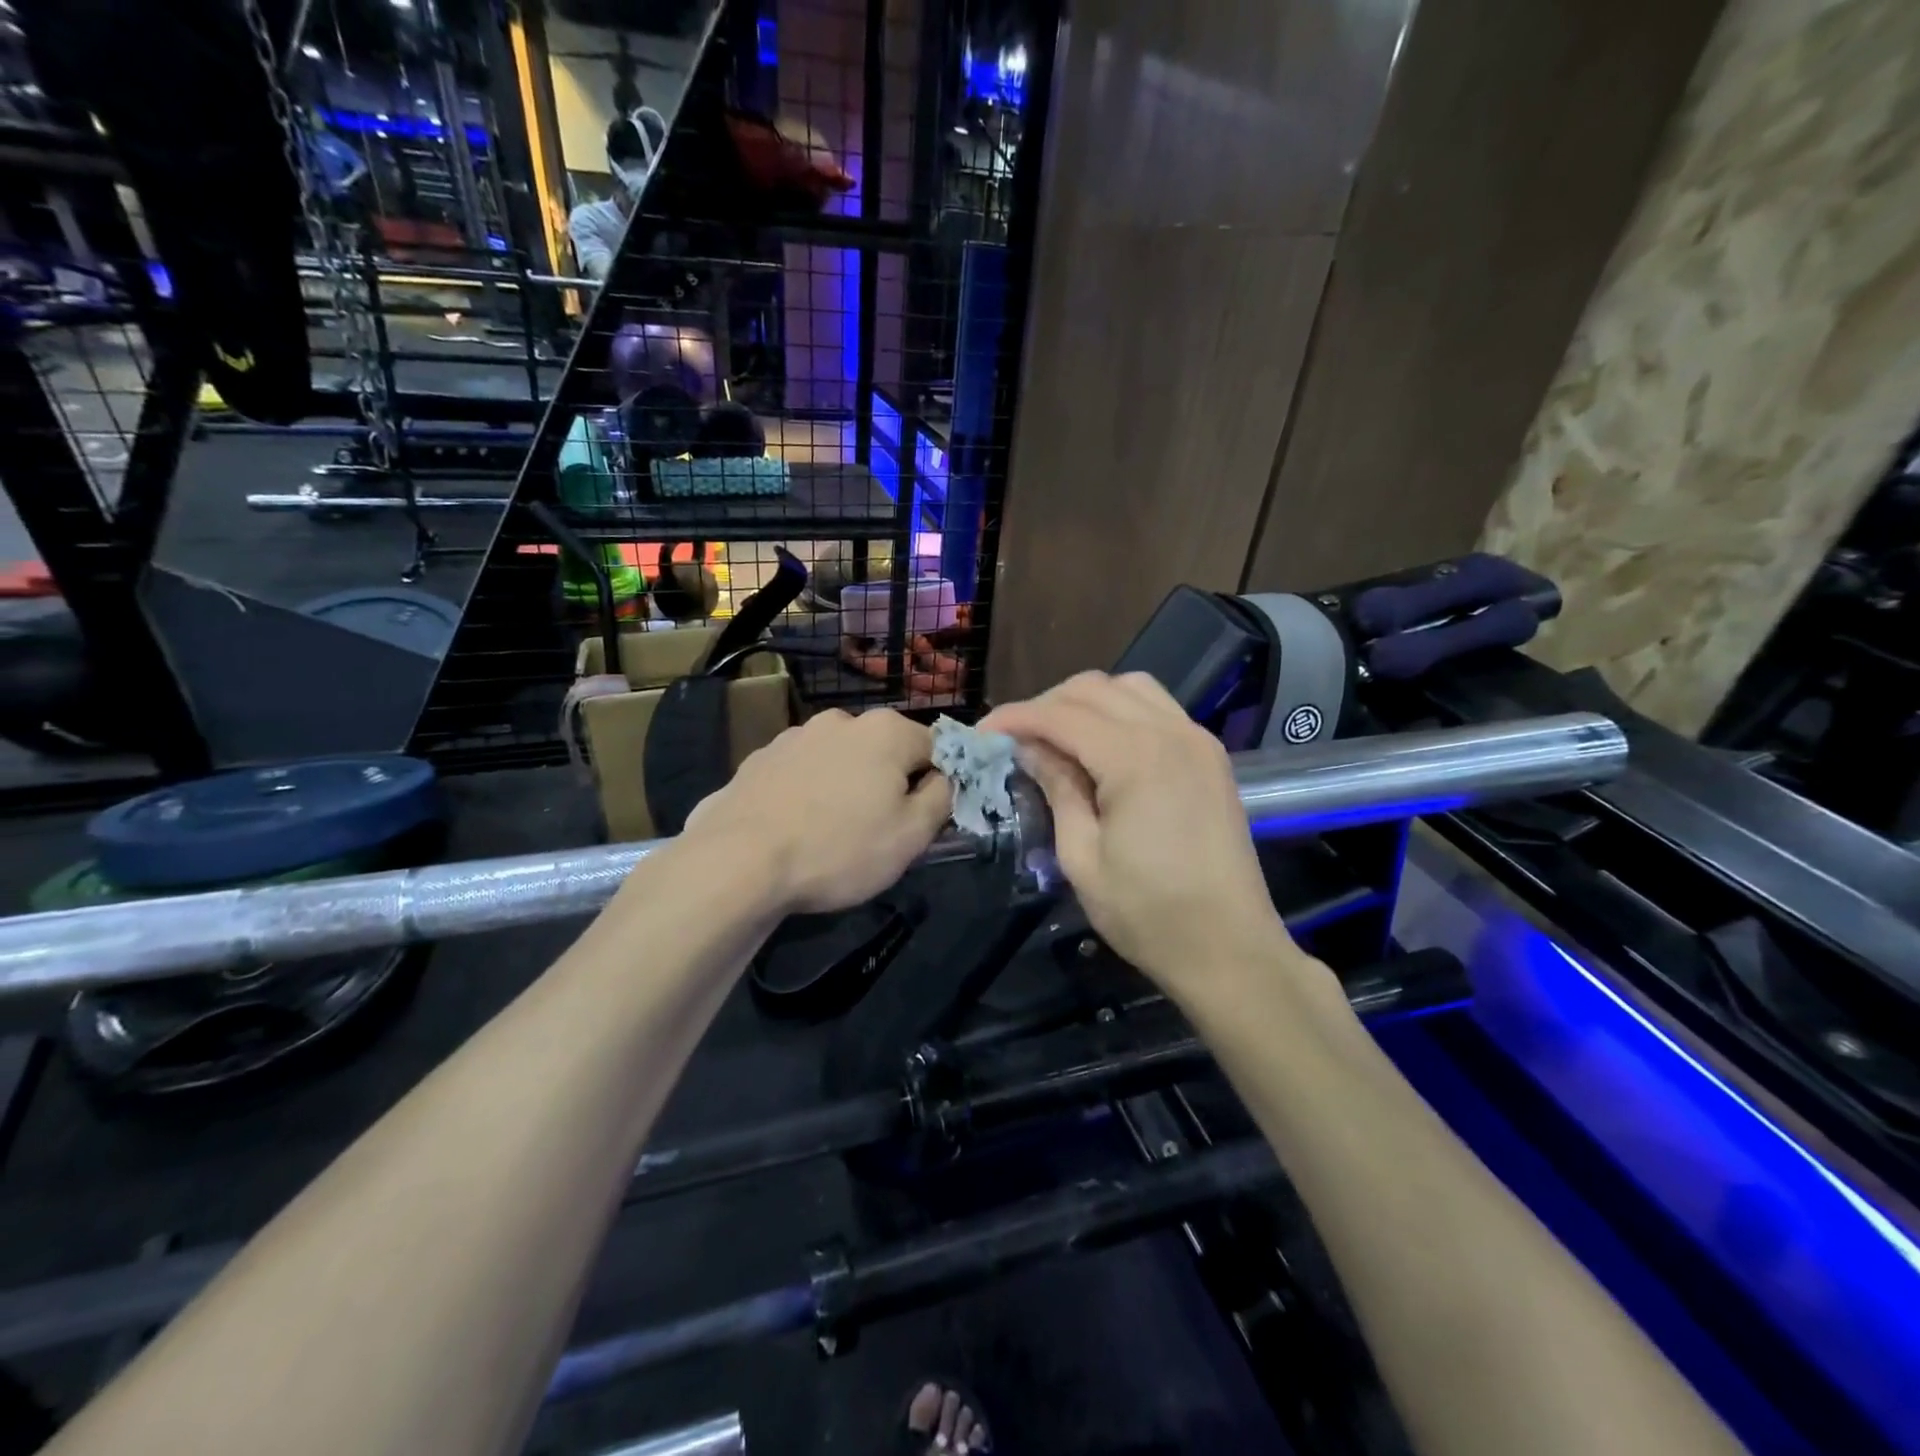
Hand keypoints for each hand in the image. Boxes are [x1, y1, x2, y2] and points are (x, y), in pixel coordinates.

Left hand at [684, 708, 950, 914]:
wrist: (738, 862)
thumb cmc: (839, 849)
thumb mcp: (912, 836)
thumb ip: (943, 798)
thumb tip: (945, 778)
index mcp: (886, 730)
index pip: (936, 748)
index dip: (938, 785)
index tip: (923, 820)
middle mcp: (841, 720)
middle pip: (886, 751)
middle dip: (890, 783)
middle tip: (879, 831)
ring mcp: (795, 736)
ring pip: (841, 760)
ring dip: (847, 785)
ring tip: (831, 833)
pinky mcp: (759, 758)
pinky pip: (802, 773)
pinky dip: (808, 793)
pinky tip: (796, 827)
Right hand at [982, 673, 1299, 995]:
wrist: (1230, 949)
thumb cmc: (1148, 914)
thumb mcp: (1082, 857)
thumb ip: (1056, 789)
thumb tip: (1029, 748)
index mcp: (1136, 758)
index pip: (1061, 715)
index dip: (1015, 717)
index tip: (981, 732)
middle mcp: (1171, 732)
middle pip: (1094, 689)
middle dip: (1046, 705)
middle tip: (1014, 738)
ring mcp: (1197, 739)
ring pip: (1130, 688)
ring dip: (1086, 701)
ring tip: (1056, 736)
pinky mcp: (1210, 756)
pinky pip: (1158, 708)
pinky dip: (1121, 712)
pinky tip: (1102, 745)